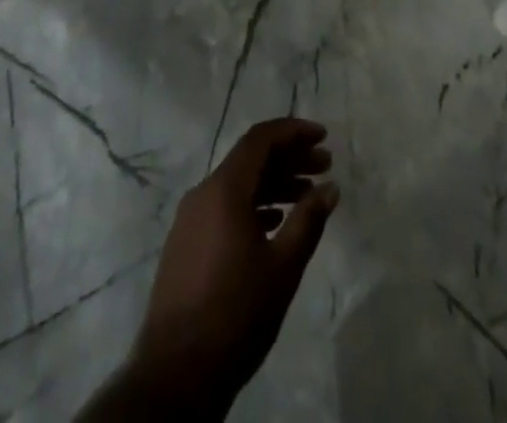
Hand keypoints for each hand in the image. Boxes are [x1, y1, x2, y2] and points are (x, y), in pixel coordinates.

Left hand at [100, 118, 337, 419]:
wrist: (175, 375)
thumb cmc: (235, 313)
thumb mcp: (283, 267)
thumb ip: (308, 220)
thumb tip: (330, 187)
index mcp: (223, 189)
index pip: (260, 139)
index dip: (293, 131)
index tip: (323, 137)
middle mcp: (203, 194)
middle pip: (250, 160)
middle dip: (289, 158)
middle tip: (324, 166)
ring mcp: (190, 220)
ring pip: (238, 185)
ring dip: (274, 184)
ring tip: (307, 197)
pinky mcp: (185, 245)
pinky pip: (224, 208)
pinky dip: (254, 206)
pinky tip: (275, 224)